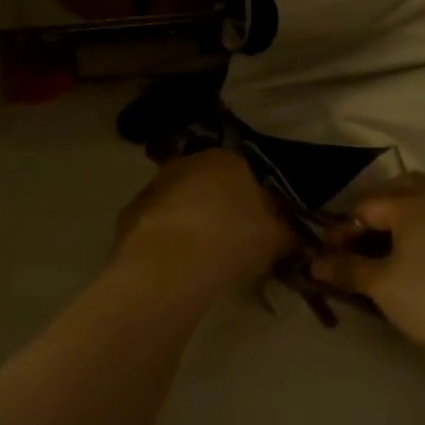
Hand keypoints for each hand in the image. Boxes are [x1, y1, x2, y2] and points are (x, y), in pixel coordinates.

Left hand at [113, 150, 294, 293]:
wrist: (170, 265)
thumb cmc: (232, 240)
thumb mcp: (277, 237)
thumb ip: (287, 228)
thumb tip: (293, 229)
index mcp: (227, 158)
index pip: (245, 171)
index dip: (253, 198)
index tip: (259, 223)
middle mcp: (188, 161)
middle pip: (209, 182)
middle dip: (218, 205)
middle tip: (232, 238)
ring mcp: (155, 185)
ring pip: (180, 200)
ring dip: (190, 219)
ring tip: (202, 254)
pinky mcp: (130, 212)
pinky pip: (157, 223)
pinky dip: (166, 237)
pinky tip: (176, 263)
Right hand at [309, 174, 424, 363]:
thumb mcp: (382, 286)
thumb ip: (348, 270)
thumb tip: (314, 264)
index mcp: (411, 204)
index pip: (366, 206)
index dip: (342, 229)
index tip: (328, 255)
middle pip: (400, 187)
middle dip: (375, 206)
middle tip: (359, 235)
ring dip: (402, 212)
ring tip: (386, 243)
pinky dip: (422, 225)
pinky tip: (416, 255)